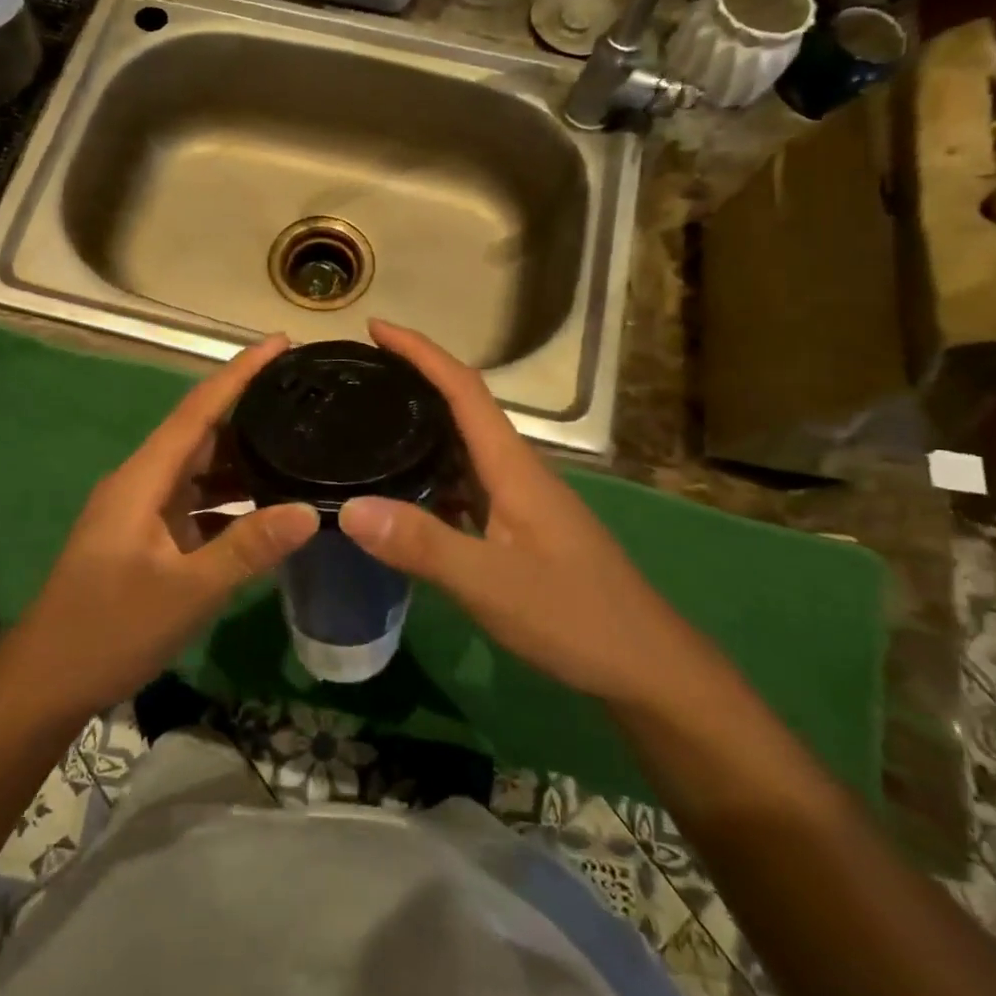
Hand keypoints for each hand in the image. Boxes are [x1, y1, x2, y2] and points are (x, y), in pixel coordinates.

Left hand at [10, 334, 318, 717]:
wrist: (46, 683)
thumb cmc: (110, 629)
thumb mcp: (188, 590)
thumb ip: (248, 547)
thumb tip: (310, 511)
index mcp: (143, 478)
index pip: (198, 409)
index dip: (239, 372)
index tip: (280, 343)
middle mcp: (142, 483)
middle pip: (201, 434)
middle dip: (249, 413)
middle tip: (305, 400)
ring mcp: (142, 512)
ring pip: (200, 471)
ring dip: (243, 462)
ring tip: (298, 449)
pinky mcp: (146, 539)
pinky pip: (196, 504)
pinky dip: (230, 502)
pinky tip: (266, 510)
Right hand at [337, 319, 658, 706]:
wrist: (646, 666)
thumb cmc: (575, 616)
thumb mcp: (491, 584)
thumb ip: (423, 545)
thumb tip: (349, 508)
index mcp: (513, 466)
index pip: (464, 388)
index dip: (420, 351)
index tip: (376, 328)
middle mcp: (516, 472)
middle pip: (462, 409)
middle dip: (414, 380)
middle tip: (359, 377)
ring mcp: (521, 502)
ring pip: (463, 449)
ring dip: (421, 428)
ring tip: (368, 425)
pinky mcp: (520, 531)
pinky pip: (466, 486)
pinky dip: (432, 476)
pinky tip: (404, 495)